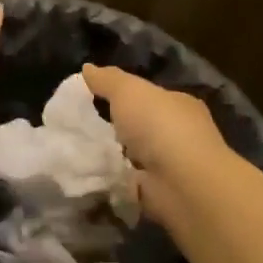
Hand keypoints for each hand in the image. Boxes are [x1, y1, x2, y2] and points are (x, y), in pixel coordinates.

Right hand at [80, 63, 233, 180]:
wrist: (183, 185)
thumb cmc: (160, 127)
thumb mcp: (128, 91)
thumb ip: (108, 80)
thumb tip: (87, 68)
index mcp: (179, 105)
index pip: (150, 96)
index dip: (125, 96)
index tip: (95, 99)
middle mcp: (180, 134)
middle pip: (142, 127)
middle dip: (117, 128)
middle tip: (82, 127)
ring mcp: (172, 166)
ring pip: (135, 156)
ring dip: (113, 156)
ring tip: (79, 151)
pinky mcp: (161, 194)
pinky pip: (129, 182)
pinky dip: (114, 180)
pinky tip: (92, 175)